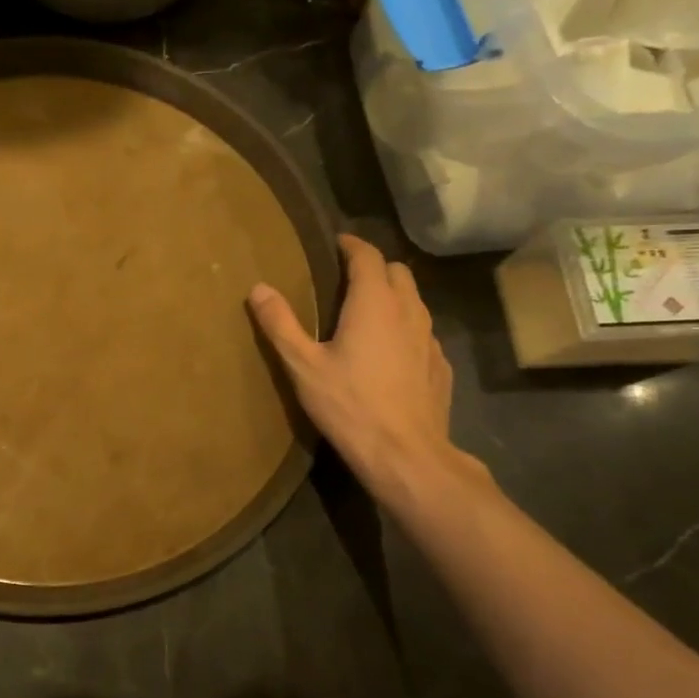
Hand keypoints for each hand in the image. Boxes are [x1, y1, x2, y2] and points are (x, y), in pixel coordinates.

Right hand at [248, 234, 468, 500]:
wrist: (406, 454)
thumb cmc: (349, 405)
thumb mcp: (302, 365)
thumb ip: (280, 323)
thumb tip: (258, 288)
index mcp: (374, 303)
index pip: (368, 256)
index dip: (352, 245)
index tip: (336, 243)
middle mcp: (408, 311)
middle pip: (397, 271)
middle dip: (374, 267)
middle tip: (347, 278)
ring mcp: (430, 339)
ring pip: (414, 300)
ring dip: (392, 295)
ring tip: (367, 311)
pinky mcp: (440, 365)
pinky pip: (423, 332)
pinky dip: (405, 327)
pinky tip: (390, 351)